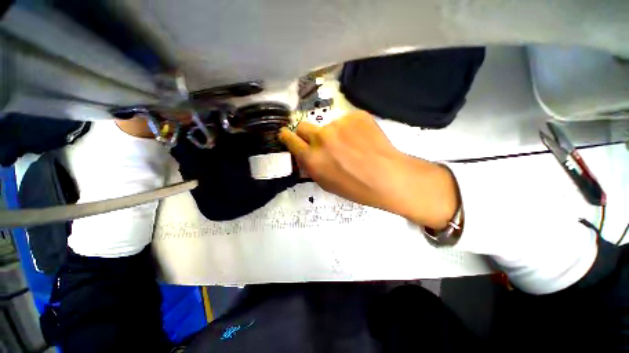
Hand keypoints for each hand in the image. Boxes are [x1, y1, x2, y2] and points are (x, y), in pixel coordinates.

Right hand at [278, 111, 458, 228]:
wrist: (387, 177)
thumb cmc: (355, 187)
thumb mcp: (326, 183)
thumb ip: (311, 166)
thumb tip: (305, 153)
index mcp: (312, 158)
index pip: (291, 140)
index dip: (287, 136)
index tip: (286, 134)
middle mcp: (321, 138)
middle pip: (304, 126)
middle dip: (307, 133)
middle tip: (322, 142)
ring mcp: (339, 124)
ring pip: (329, 125)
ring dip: (335, 134)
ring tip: (352, 146)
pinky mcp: (355, 115)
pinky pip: (346, 121)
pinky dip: (351, 129)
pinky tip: (362, 140)